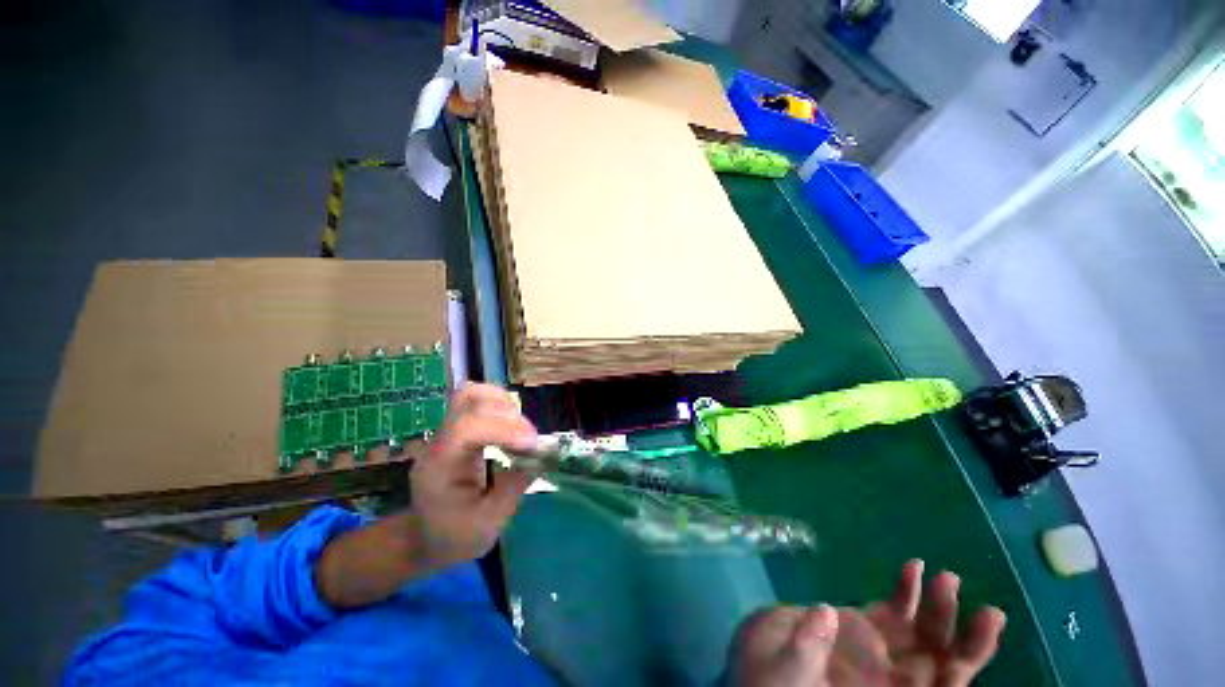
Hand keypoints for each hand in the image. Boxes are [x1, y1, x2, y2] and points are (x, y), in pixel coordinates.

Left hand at [407, 383, 539, 572]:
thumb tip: (537, 459)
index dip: (504, 428)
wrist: (423, 537)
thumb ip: (512, 490)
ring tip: (523, 433)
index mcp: (439, 465)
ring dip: (506, 406)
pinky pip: (481, 402)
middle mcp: (441, 440)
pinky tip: (515, 430)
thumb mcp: (486, 527)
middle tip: (529, 441)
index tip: (532, 445)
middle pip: (470, 399)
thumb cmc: (452, 537)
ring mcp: (449, 431)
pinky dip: (504, 408)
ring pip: (475, 394)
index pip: (467, 427)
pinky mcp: (460, 429)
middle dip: (508, 415)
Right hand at [728, 560, 1005, 686]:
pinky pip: (896, 608)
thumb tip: (825, 611)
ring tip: (947, 578)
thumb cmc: (771, 682)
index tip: (969, 655)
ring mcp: (883, 650)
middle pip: (944, 666)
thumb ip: (806, 648)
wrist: (761, 664)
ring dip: (940, 608)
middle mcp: (895, 681)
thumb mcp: (787, 675)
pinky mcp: (867, 624)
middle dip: (969, 642)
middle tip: (989, 613)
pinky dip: (908, 589)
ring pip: (926, 634)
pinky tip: (914, 567)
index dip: (959, 675)